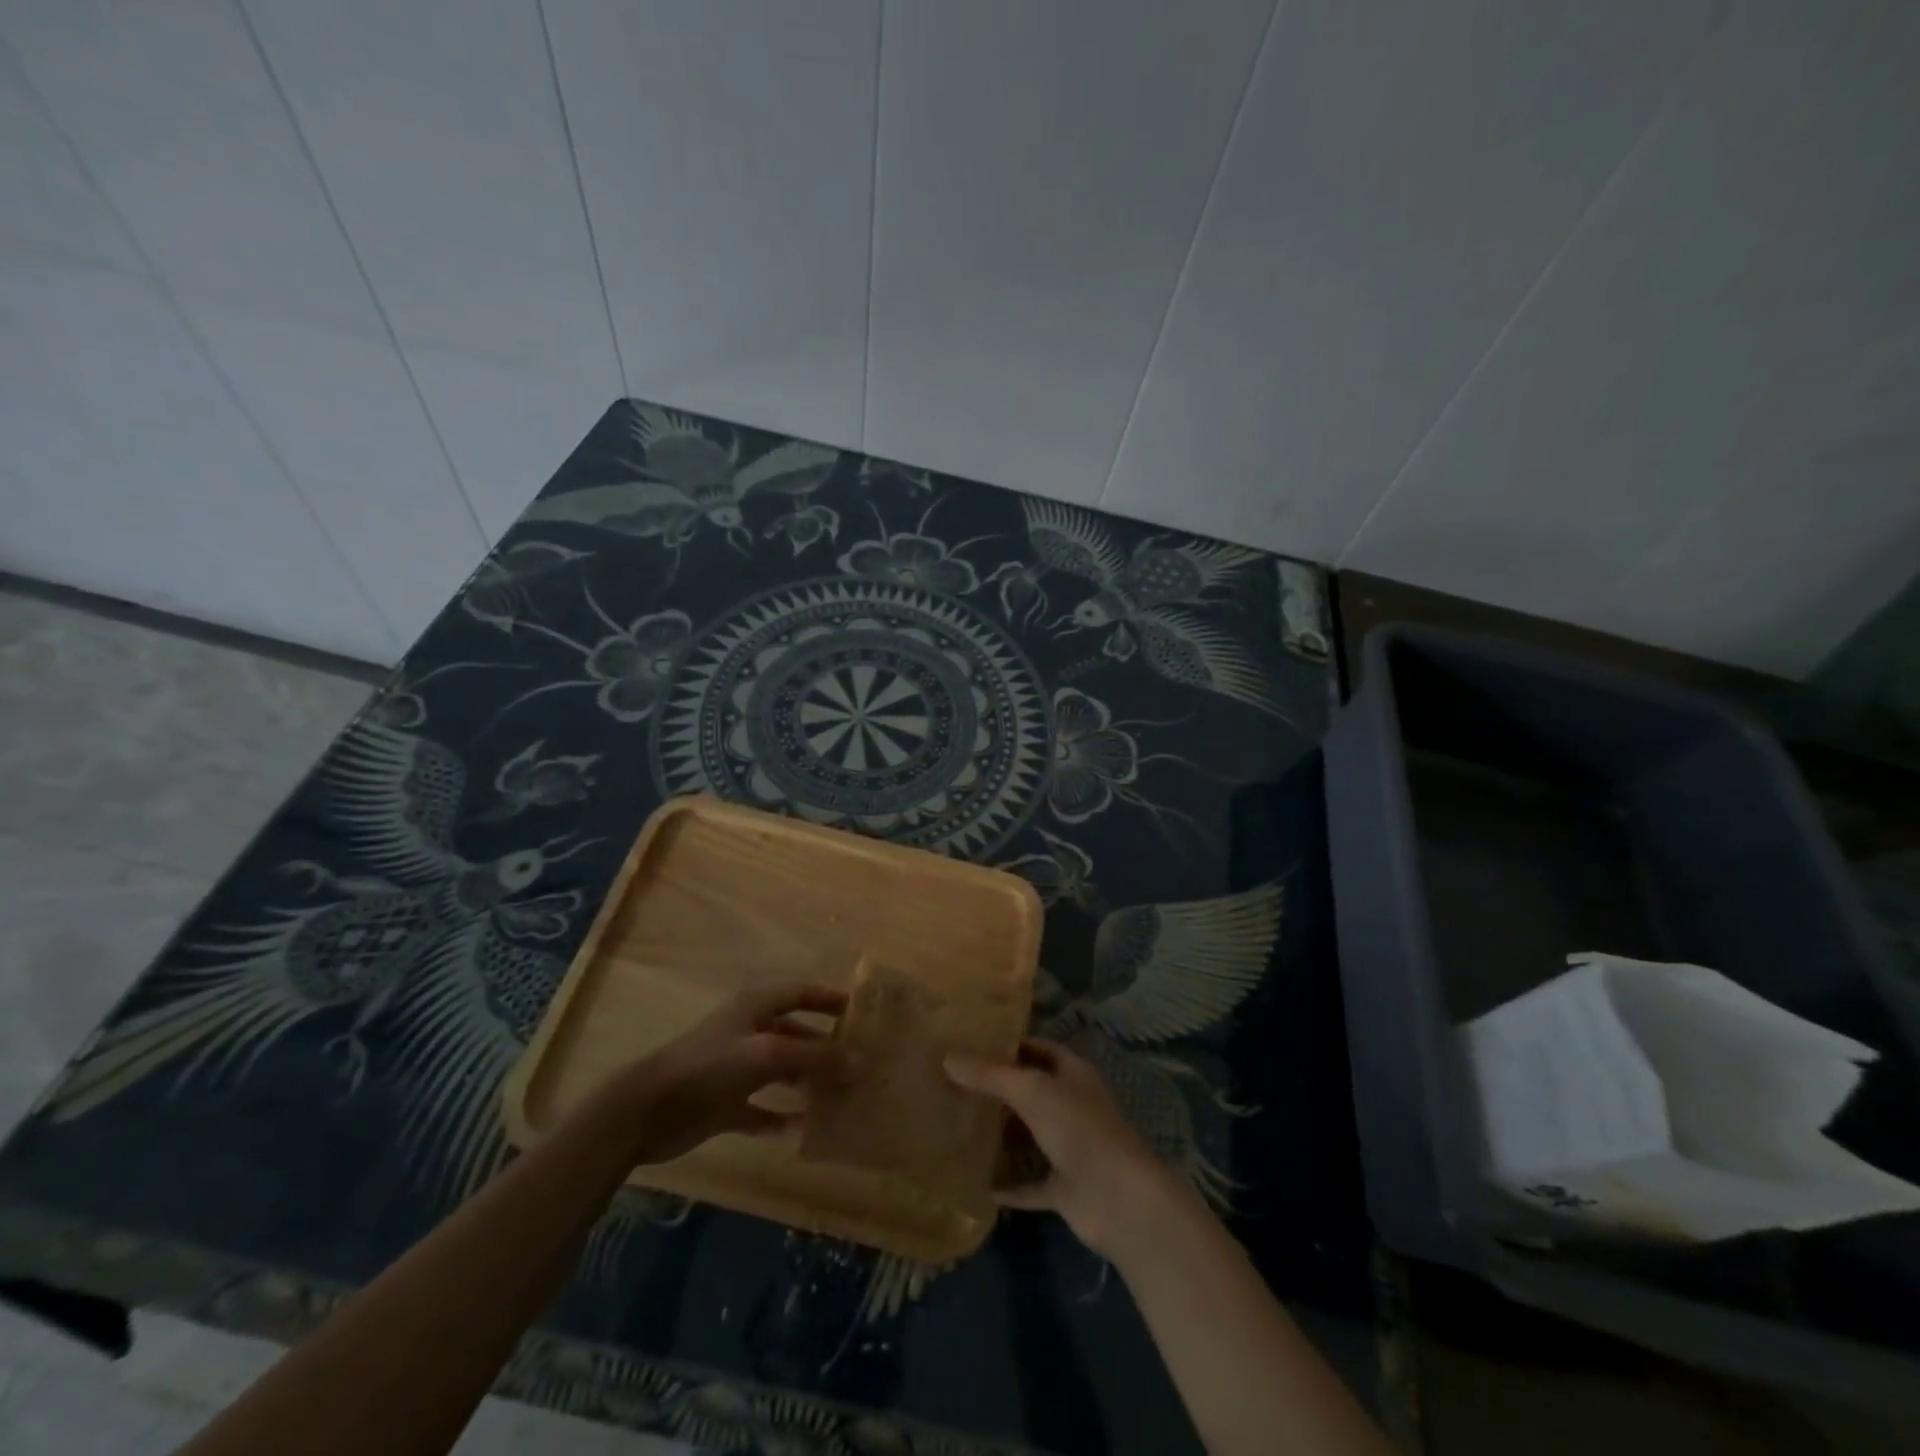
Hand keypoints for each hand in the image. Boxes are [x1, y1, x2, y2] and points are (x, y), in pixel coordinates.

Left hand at [613, 982, 851, 1164]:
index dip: (830, 1000)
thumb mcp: (769, 1053)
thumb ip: (816, 1057)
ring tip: (839, 1098)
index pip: (801, 992)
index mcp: (756, 1005)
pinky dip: (781, 1116)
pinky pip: (761, 1108)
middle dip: (825, 1047)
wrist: (647, 1110)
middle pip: (796, 1033)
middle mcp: (749, 1030)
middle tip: (858, 1065)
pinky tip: (802, 1129)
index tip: (861, 1014)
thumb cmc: (711, 1065)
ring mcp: (735, 1068)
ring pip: (782, 1070)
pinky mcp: (724, 1103)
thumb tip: (861, 1063)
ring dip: (807, 1082)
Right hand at [946, 1038, 1180, 1259]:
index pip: (1037, 1049)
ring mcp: (1069, 1148)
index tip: (970, 1044)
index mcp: (1072, 1074)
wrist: (1119, 1199)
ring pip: (1029, 1136)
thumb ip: (989, 1075)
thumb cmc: (1079, 1129)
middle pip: (1030, 1091)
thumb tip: (947, 1057)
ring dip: (1001, 1135)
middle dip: (998, 1089)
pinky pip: (1029, 1183)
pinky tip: (975, 1183)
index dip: (1008, 1045)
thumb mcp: (1030, 1091)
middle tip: (952, 1084)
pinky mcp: (1064, 1187)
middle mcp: (1071, 1106)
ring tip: (957, 1126)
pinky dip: (1007, 1184)